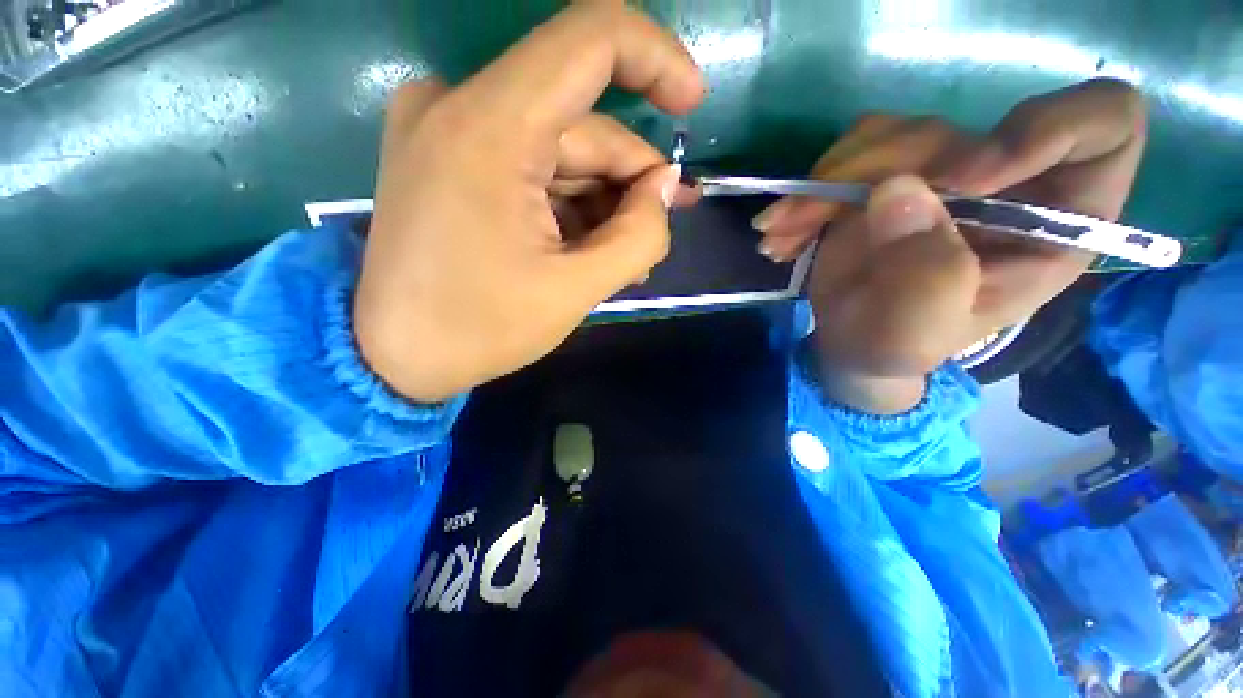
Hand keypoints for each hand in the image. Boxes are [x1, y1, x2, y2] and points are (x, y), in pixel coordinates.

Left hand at [353, 4, 703, 401]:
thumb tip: (665, 189)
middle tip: (657, 232)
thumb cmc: (481, 329)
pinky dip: (568, 203)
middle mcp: (458, 106)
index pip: (591, 40)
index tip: (692, 103)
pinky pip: (531, 166)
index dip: (655, 59)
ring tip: (626, 258)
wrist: (392, 356)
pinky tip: (588, 247)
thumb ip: (638, 236)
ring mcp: (446, 130)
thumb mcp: (575, 290)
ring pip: (560, 151)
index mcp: (489, 129)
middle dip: (628, 180)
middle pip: (581, 125)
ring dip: (602, 201)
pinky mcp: (447, 158)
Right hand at [759, 79, 1145, 412]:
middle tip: (809, 218)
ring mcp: (942, 173)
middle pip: (960, 129)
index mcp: (1053, 224)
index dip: (1046, 129)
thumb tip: (898, 192)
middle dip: (875, 174)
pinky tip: (784, 230)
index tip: (964, 177)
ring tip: (781, 233)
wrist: (851, 342)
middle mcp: (1006, 184)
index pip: (1103, 126)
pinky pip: (850, 152)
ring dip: (822, 185)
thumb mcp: (915, 336)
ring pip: (893, 134)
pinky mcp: (891, 173)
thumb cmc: (895, 348)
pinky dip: (807, 190)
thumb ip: (926, 279)